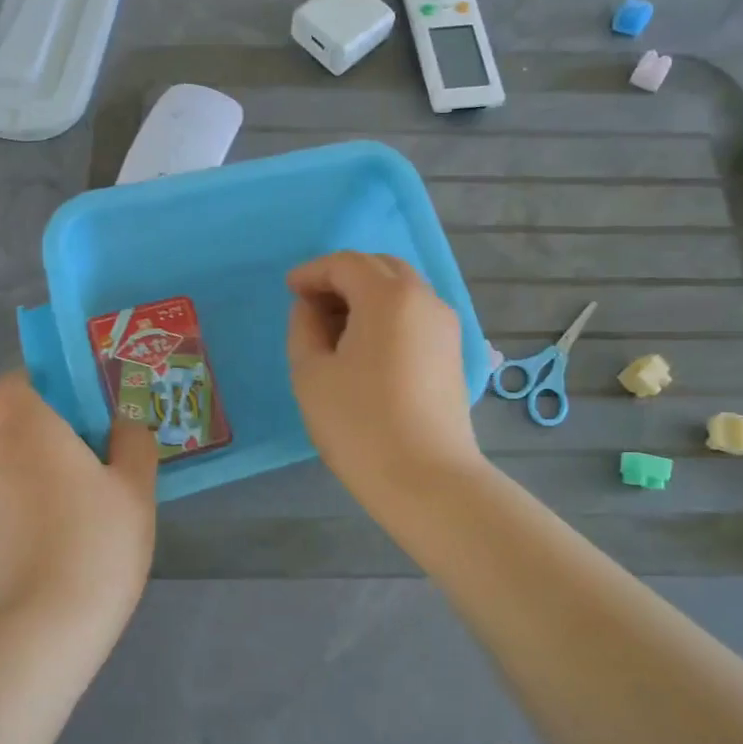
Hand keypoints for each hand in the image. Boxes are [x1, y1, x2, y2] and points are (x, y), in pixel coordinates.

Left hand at [0, 371, 158, 640]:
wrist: (44, 631)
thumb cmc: (96, 542)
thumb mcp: (135, 488)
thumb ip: (132, 444)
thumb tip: (121, 426)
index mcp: (28, 433)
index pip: (10, 387)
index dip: (37, 387)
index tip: (74, 408)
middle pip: (17, 432)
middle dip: (55, 440)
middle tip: (101, 467)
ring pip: (15, 475)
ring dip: (45, 483)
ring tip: (90, 520)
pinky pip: (10, 514)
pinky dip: (33, 520)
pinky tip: (67, 554)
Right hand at [286, 251, 485, 506]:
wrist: (426, 479)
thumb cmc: (359, 424)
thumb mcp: (311, 373)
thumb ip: (304, 327)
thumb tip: (312, 307)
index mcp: (388, 296)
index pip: (345, 264)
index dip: (312, 272)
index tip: (289, 289)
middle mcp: (424, 299)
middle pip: (379, 268)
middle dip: (342, 278)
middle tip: (311, 305)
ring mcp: (445, 325)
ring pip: (401, 290)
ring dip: (366, 296)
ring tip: (335, 329)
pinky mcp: (452, 352)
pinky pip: (415, 314)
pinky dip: (387, 315)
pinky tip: (365, 347)